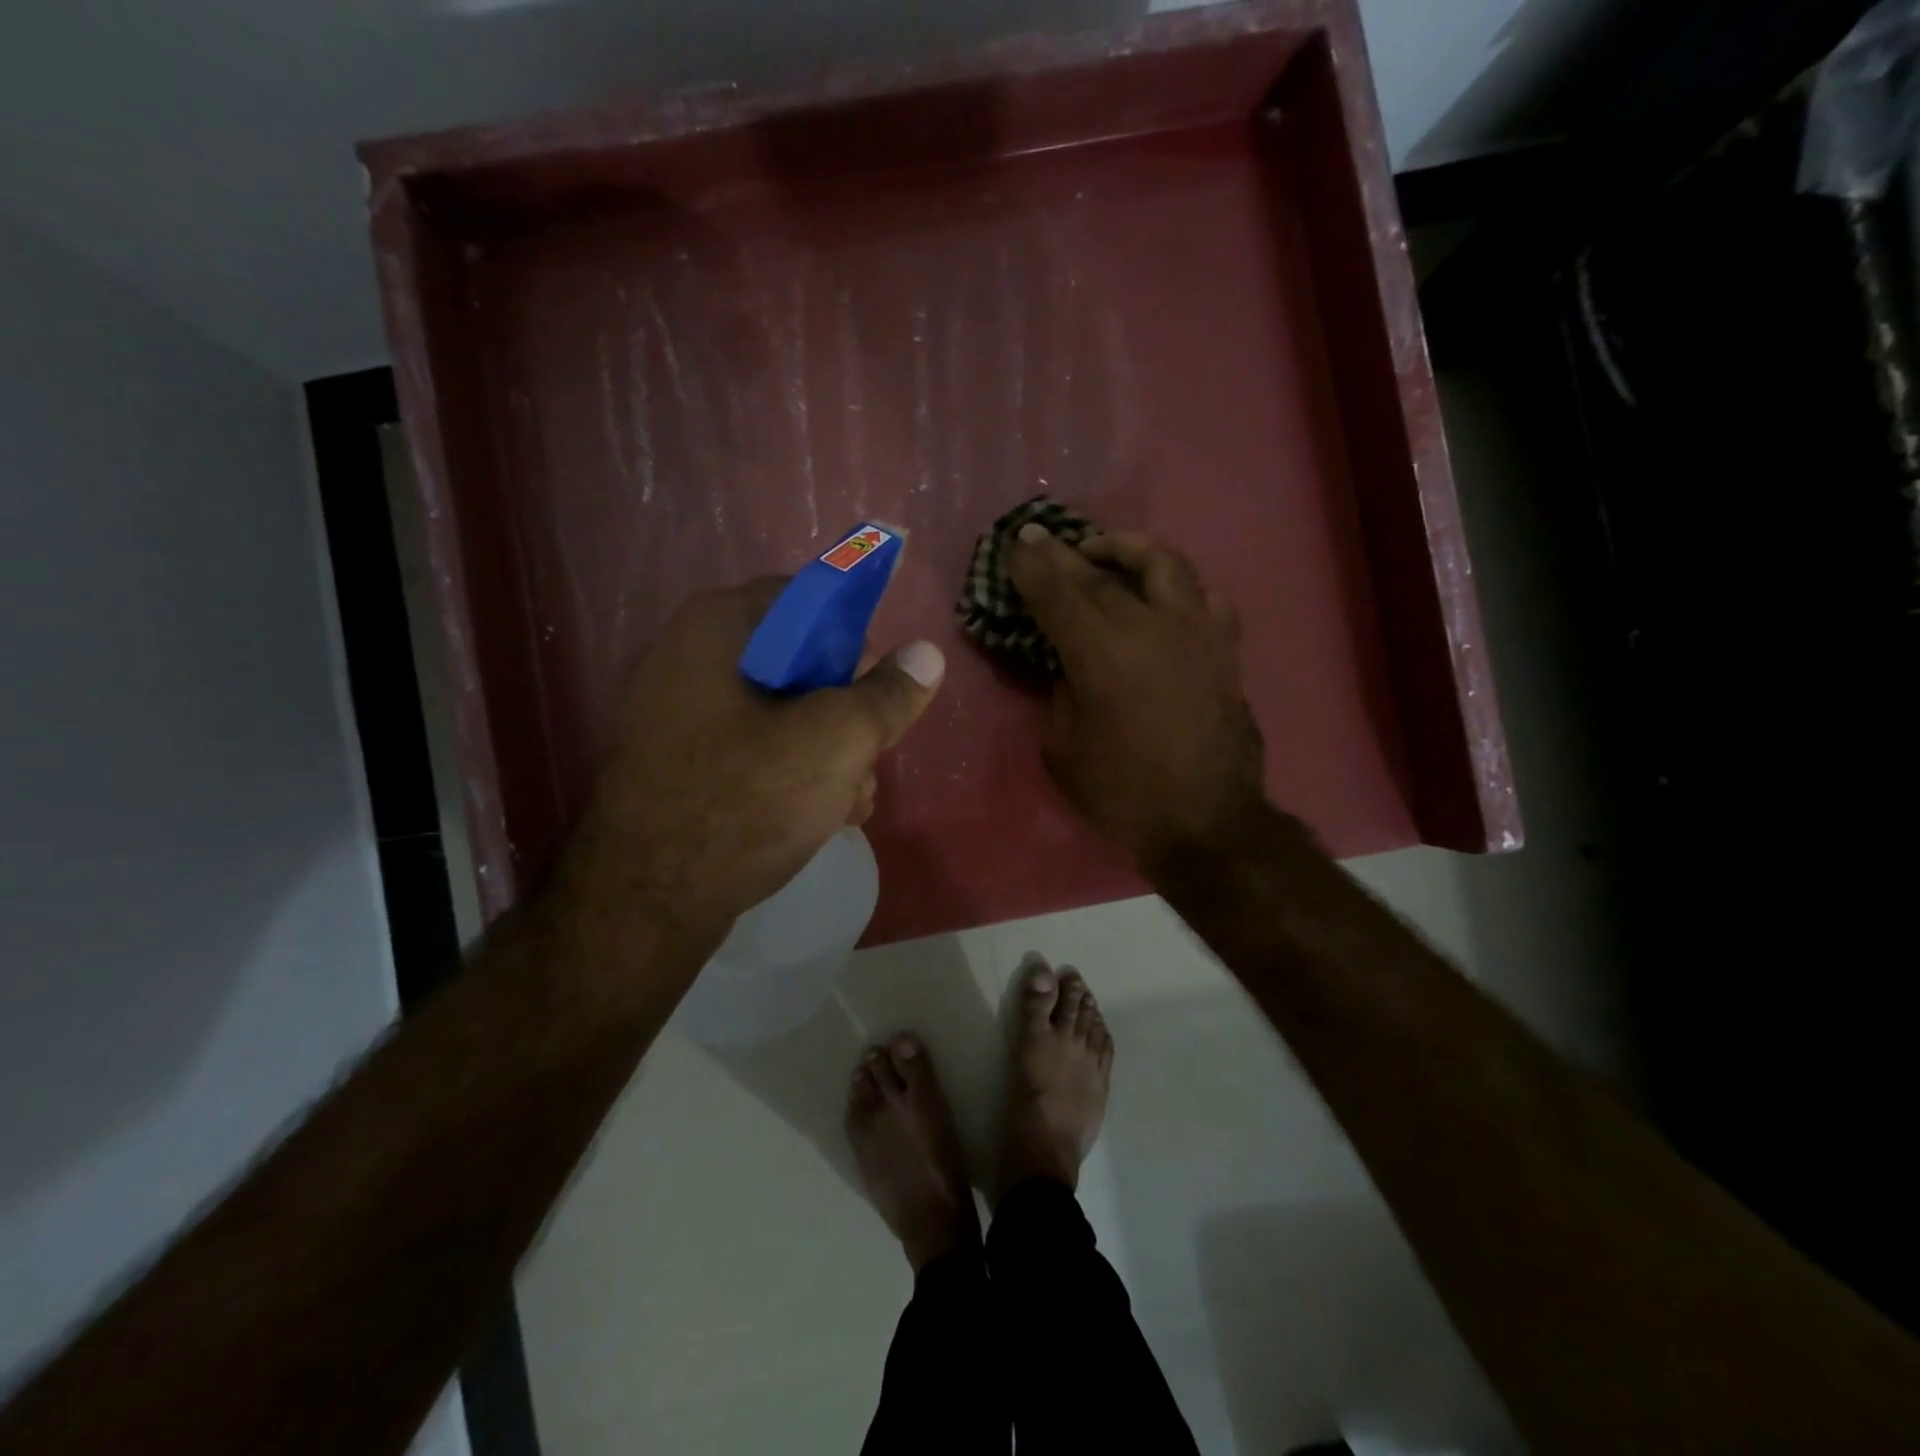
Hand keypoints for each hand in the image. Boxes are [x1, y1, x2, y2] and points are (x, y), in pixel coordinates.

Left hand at [561, 578, 944, 946]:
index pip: (805, 600)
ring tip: (850, 801)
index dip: (852, 636)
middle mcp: (692, 661)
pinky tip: (822, 819)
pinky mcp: (685, 769)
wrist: (647, 903)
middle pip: (800, 664)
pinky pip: (755, 754)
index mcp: (718, 629)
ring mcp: (682, 719)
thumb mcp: (836, 740)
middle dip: (847, 714)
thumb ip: (887, 694)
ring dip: (830, 755)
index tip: (877, 685)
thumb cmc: (745, 800)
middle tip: (867, 753)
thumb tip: (927, 655)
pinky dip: (794, 778)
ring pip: (784, 716)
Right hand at [1008, 527, 1264, 867]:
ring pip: (1164, 564)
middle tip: (1041, 537)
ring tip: (1106, 552)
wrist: (1206, 823)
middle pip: (1102, 573)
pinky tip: (1165, 597)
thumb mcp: (1063, 749)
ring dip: (1127, 549)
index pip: (1058, 594)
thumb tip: (1071, 665)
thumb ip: (1061, 693)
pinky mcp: (1225, 649)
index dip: (1031, 566)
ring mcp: (1196, 633)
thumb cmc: (1123, 793)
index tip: (1014, 544)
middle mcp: (1151, 628)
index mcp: (1102, 655)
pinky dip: (1179, 587)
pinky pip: (1206, 598)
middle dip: (1064, 552)